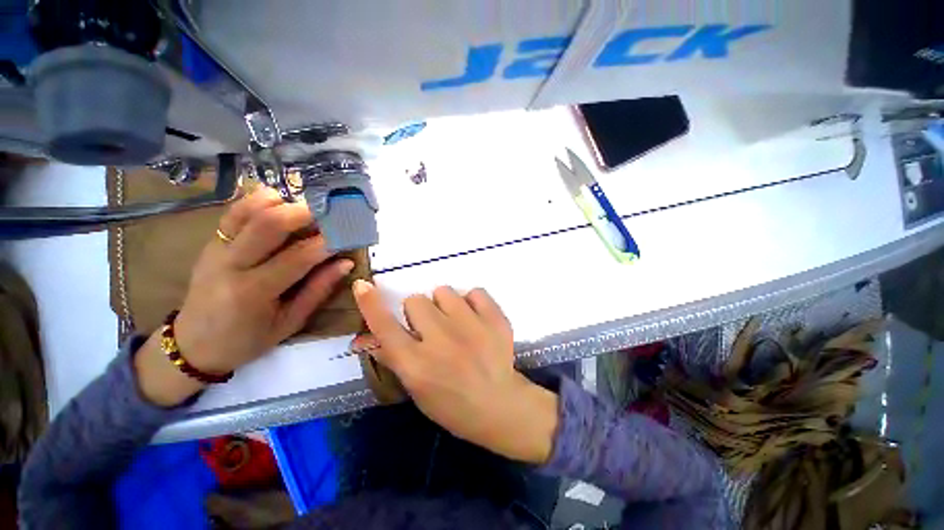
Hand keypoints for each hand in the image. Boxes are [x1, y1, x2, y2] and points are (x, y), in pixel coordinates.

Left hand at [135, 189, 353, 406]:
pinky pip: (234, 212)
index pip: (297, 257)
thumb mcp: (289, 322)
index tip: (348, 235)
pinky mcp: (210, 242)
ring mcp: (216, 249)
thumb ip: (318, 290)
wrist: (193, 344)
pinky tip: (279, 205)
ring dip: (282, 203)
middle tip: (330, 215)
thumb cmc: (247, 339)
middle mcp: (230, 265)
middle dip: (305, 213)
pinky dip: (258, 202)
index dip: (327, 243)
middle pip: (268, 224)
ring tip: (306, 210)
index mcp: (253, 292)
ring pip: (248, 210)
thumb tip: (345, 263)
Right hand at [352, 281, 558, 463]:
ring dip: (445, 304)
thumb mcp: (415, 387)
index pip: (385, 328)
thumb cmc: (451, 404)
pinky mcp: (495, 319)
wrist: (500, 406)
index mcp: (416, 365)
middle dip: (419, 312)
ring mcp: (471, 327)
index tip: (363, 284)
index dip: (371, 305)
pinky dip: (472, 302)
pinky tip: (476, 320)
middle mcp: (441, 341)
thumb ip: (391, 356)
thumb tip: (363, 336)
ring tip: (457, 323)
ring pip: (443, 291)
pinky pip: (474, 291)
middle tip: (432, 328)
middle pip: (415, 300)